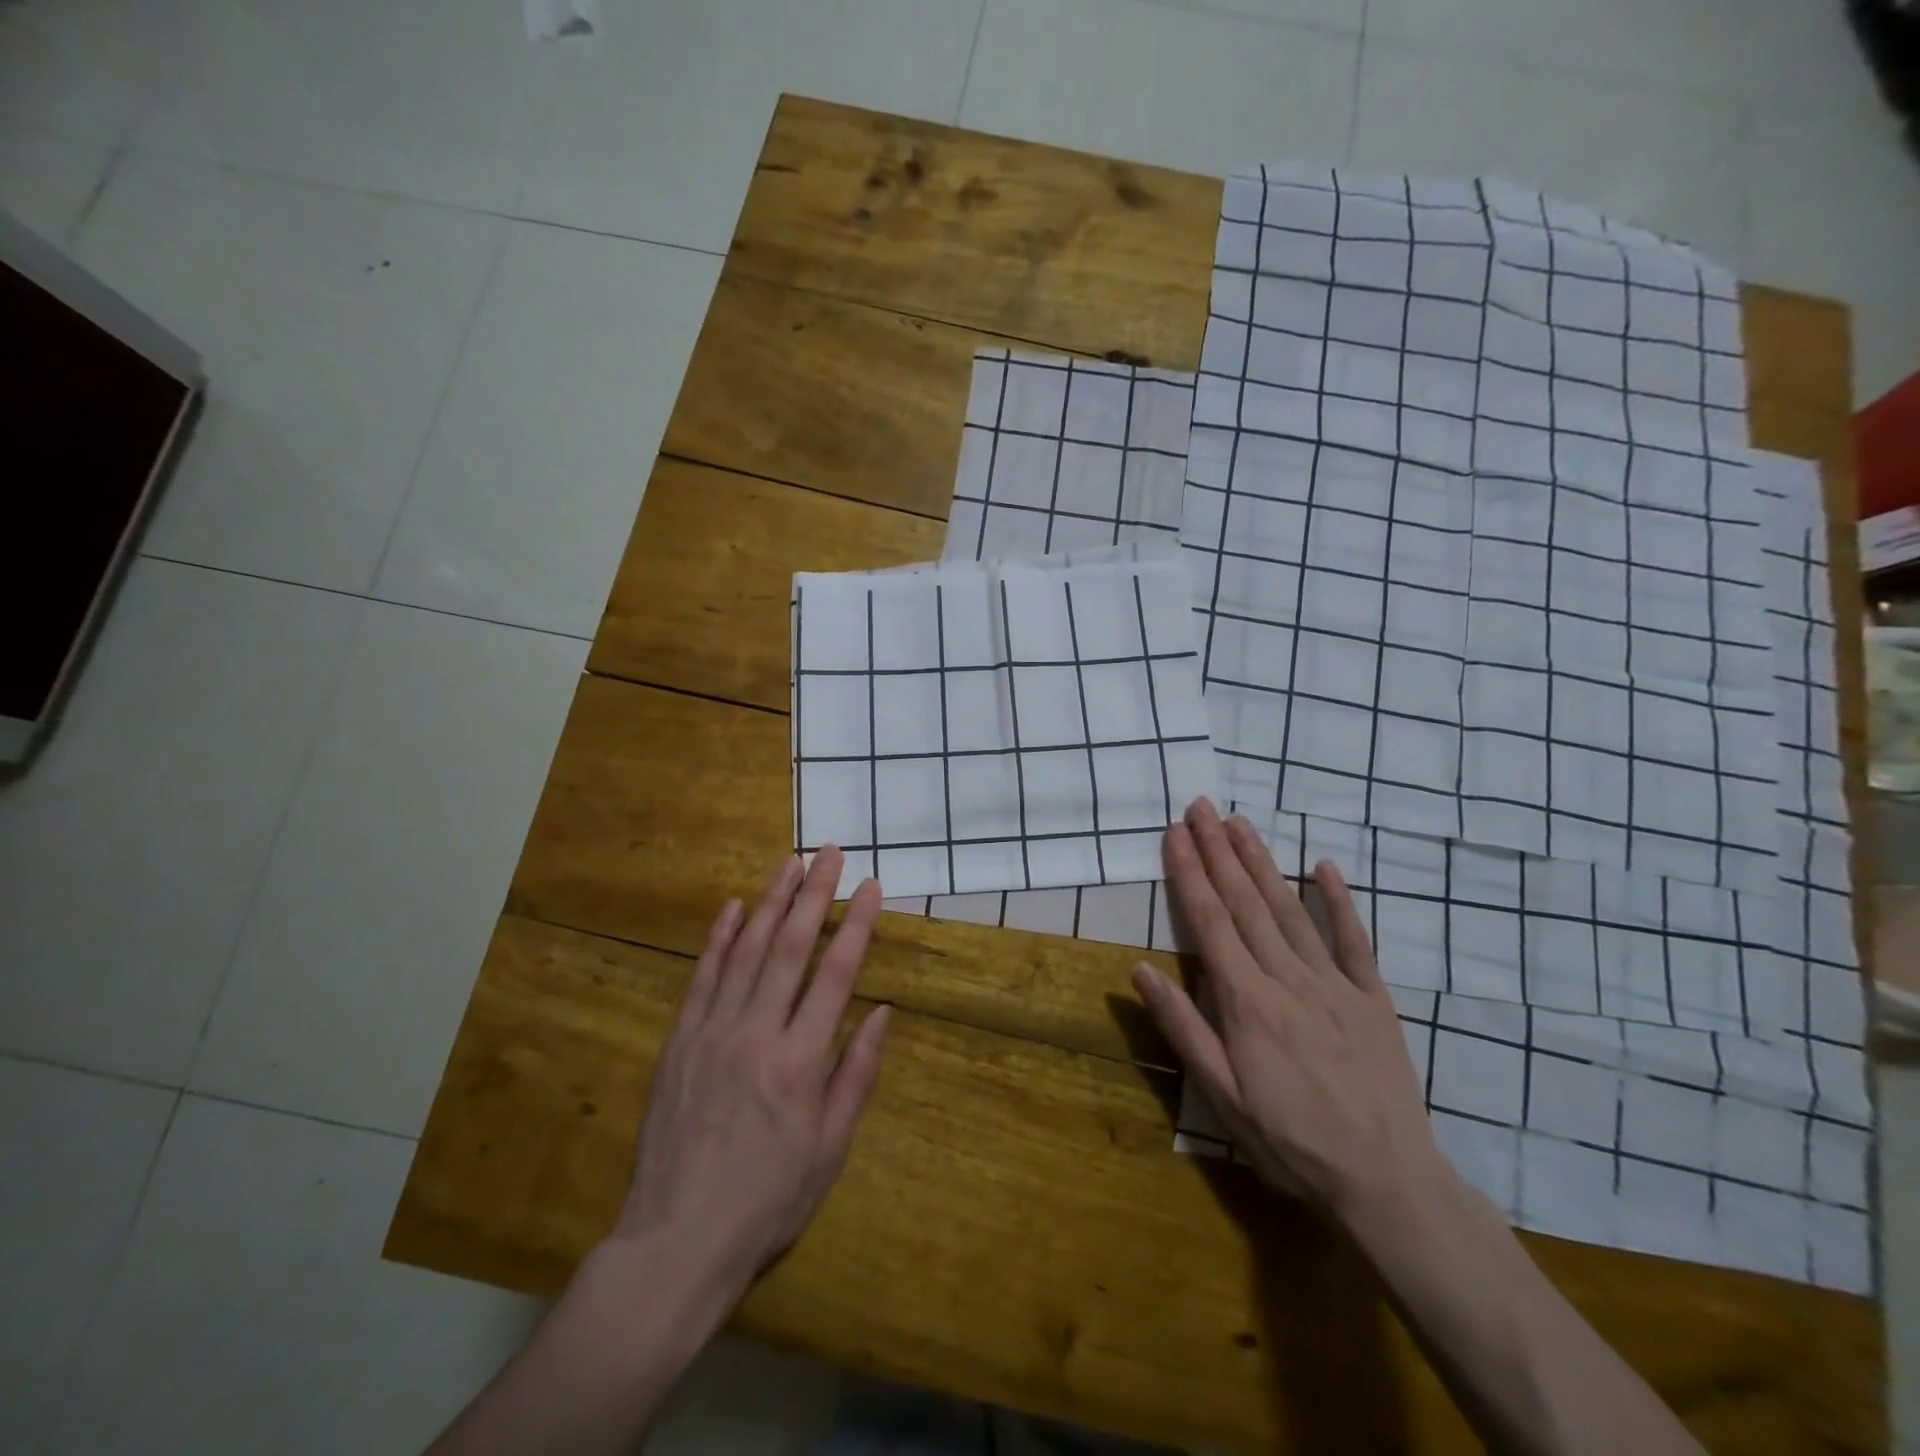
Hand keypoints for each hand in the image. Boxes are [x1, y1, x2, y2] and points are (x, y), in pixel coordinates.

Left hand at [614, 847, 890, 1295]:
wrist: (676, 1241)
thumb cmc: (767, 1199)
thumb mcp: (830, 1149)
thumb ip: (856, 1075)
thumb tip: (882, 1013)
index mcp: (800, 1061)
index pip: (836, 974)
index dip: (857, 925)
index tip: (871, 886)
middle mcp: (756, 1033)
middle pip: (791, 947)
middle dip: (814, 894)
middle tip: (829, 853)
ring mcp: (711, 1032)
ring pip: (746, 951)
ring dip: (770, 901)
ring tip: (789, 863)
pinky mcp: (678, 1041)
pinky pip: (701, 978)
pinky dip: (719, 939)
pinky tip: (733, 908)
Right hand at [1132, 799, 1443, 1226]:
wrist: (1387, 1182)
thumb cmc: (1290, 1142)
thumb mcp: (1222, 1097)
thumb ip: (1183, 1028)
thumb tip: (1141, 970)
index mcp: (1247, 1001)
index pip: (1209, 922)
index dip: (1189, 873)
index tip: (1174, 833)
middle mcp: (1287, 978)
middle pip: (1245, 903)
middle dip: (1218, 851)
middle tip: (1200, 807)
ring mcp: (1334, 984)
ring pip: (1290, 910)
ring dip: (1262, 862)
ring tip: (1239, 823)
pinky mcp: (1372, 997)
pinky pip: (1353, 940)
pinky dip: (1338, 900)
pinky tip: (1323, 866)